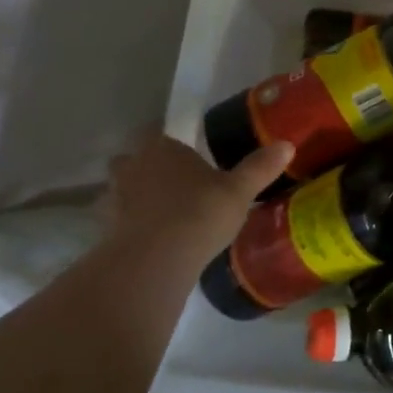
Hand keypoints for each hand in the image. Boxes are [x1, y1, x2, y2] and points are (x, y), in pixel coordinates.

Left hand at [103, 134, 293, 261]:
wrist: (156, 260)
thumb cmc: (200, 213)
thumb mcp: (239, 190)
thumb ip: (260, 167)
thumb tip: (287, 144)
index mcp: (160, 147)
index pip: (157, 132)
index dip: (170, 143)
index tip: (188, 156)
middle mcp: (131, 165)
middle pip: (133, 159)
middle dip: (148, 168)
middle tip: (175, 184)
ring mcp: (113, 198)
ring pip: (121, 190)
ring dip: (136, 197)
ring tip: (163, 214)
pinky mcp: (105, 229)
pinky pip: (118, 221)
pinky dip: (130, 226)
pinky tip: (151, 240)